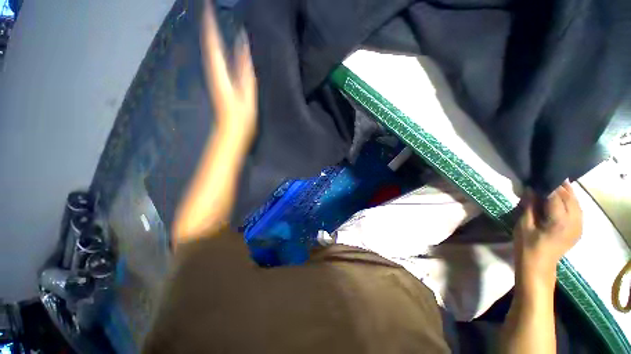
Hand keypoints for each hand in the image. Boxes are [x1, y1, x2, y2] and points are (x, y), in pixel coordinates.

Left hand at [200, 1, 256, 142]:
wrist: (231, 134)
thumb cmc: (241, 118)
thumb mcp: (247, 94)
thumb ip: (245, 70)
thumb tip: (243, 44)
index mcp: (220, 74)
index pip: (212, 43)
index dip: (210, 25)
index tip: (209, 6)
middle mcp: (213, 73)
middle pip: (208, 46)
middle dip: (209, 27)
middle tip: (210, 10)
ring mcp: (215, 79)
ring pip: (210, 53)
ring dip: (211, 37)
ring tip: (214, 23)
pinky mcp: (218, 85)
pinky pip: (216, 62)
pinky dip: (216, 50)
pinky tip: (220, 47)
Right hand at [514, 181, 582, 281]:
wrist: (538, 265)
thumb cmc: (527, 245)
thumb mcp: (524, 224)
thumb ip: (530, 206)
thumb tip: (531, 189)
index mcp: (560, 221)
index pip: (556, 196)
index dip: (548, 185)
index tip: (538, 177)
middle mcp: (574, 221)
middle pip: (570, 198)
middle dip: (559, 186)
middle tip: (547, 177)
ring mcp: (579, 226)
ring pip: (576, 203)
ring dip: (567, 193)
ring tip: (556, 184)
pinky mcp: (578, 229)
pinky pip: (578, 210)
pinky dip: (572, 201)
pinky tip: (564, 199)